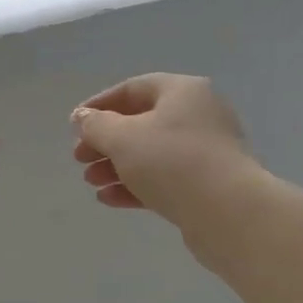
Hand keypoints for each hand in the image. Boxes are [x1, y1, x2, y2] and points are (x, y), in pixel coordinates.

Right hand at [71, 74, 256, 229]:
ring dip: (117, 166)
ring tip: (91, 182)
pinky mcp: (206, 185)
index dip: (99, 105)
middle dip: (106, 141)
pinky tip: (109, 199)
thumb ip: (96, 125)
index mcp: (182, 92)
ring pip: (151, 153)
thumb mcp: (123, 138)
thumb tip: (82, 118)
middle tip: (80, 159)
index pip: (133, 89)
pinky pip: (164, 179)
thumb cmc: (171, 161)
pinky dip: (136, 185)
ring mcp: (205, 152)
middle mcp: (198, 115)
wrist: (228, 212)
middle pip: (141, 123)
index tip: (74, 125)